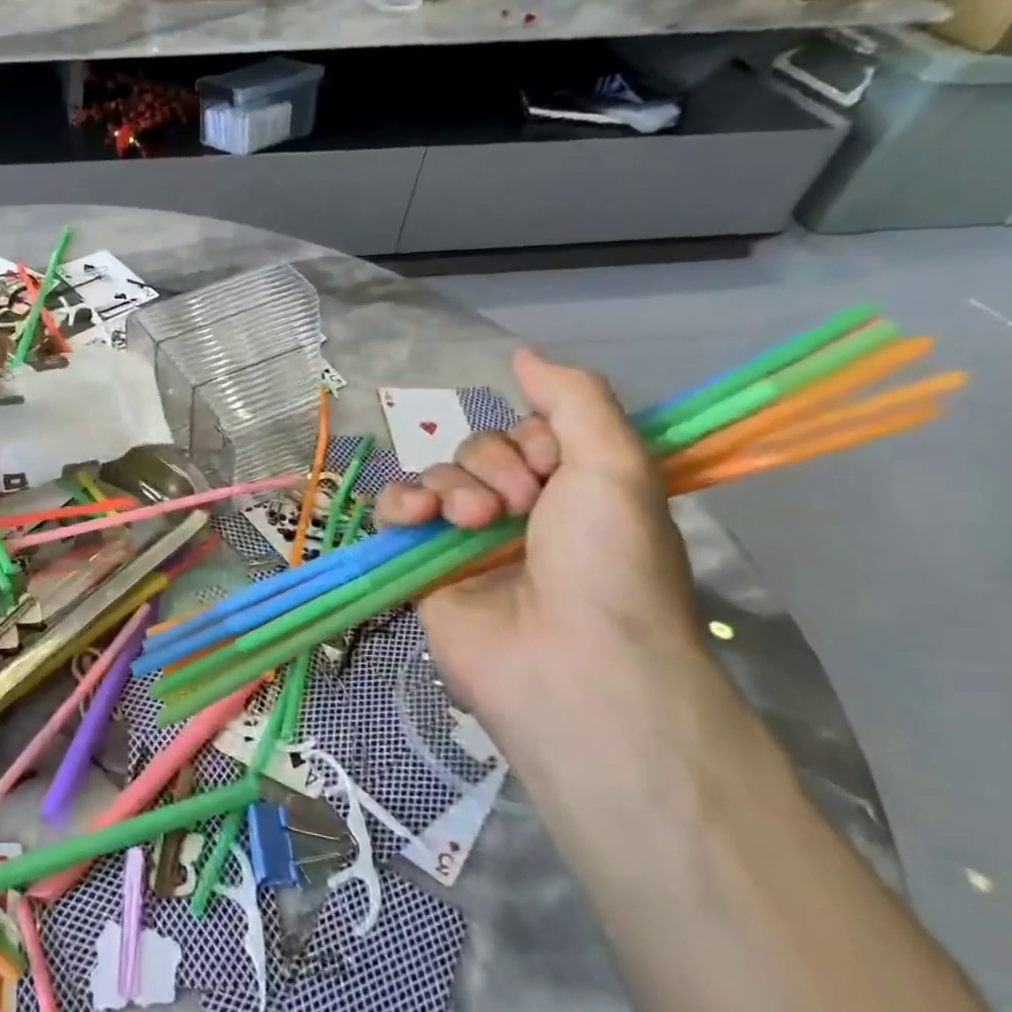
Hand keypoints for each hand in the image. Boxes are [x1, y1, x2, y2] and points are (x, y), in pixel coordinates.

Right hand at [375, 349, 722, 757]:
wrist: (570, 659)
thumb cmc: (607, 560)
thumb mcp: (617, 463)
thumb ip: (573, 397)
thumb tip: (522, 351)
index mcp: (570, 489)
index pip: (526, 432)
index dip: (533, 440)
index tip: (554, 470)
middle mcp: (517, 511)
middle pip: (476, 451)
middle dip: (492, 468)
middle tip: (519, 508)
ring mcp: (465, 541)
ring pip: (434, 478)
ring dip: (450, 488)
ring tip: (472, 523)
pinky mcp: (421, 567)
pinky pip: (394, 514)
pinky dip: (398, 505)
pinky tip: (416, 518)